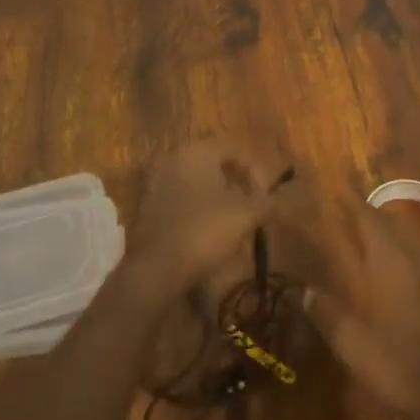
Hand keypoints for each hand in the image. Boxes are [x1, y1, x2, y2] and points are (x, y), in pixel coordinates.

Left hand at [123, 138, 284, 302]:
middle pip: (212, 165)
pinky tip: (206, 235)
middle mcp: (173, 158)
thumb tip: (274, 199)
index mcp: (196, 151)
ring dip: (215, 200)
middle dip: (234, 186)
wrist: (155, 269)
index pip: (233, 150)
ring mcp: (155, 182)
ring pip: (195, 184)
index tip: (264, 199)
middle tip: (249, 210)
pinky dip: (195, 212)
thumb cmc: (203, 231)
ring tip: (231, 226)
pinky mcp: (145, 207)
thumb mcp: (245, 215)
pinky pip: (179, 201)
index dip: (254, 173)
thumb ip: (264, 202)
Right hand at [280, 197, 419, 419]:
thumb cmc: (396, 363)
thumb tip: (304, 291)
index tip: (328, 186)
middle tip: (339, 208)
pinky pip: (411, 256)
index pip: (365, 216)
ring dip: (381, 229)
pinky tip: (384, 268)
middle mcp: (408, 258)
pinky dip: (394, 250)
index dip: (347, 200)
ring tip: (359, 232)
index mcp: (387, 259)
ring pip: (402, 236)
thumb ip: (327, 313)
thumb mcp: (351, 342)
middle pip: (386, 221)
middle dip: (363, 211)